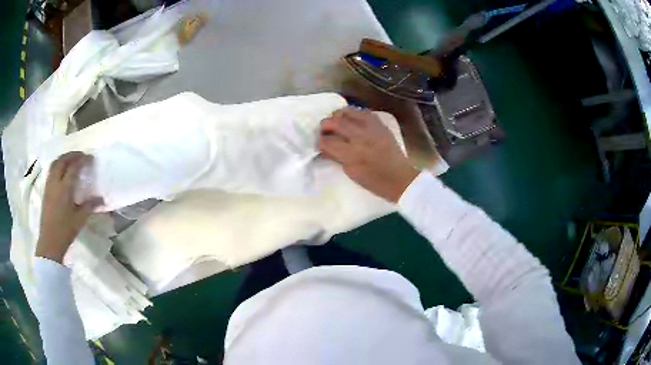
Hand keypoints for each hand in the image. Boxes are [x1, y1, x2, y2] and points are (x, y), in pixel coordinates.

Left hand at [36, 152, 102, 262]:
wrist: (50, 242)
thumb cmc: (65, 231)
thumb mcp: (79, 219)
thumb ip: (90, 206)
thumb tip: (102, 199)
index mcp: (65, 188)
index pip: (74, 167)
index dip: (83, 160)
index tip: (91, 158)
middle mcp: (56, 182)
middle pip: (63, 160)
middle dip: (72, 155)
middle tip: (81, 156)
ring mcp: (49, 185)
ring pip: (55, 163)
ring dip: (64, 158)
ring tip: (71, 160)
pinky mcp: (46, 190)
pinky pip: (51, 170)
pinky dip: (58, 165)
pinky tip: (62, 171)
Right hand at [319, 108, 418, 202]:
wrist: (400, 178)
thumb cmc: (374, 181)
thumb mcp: (351, 173)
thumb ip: (336, 157)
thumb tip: (324, 148)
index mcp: (351, 154)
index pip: (327, 141)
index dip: (320, 142)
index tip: (319, 144)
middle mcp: (360, 137)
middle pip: (335, 122)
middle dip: (325, 125)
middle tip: (324, 131)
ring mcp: (371, 128)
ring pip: (348, 111)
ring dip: (338, 116)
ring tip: (336, 122)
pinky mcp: (380, 125)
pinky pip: (363, 112)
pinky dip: (354, 114)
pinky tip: (352, 121)